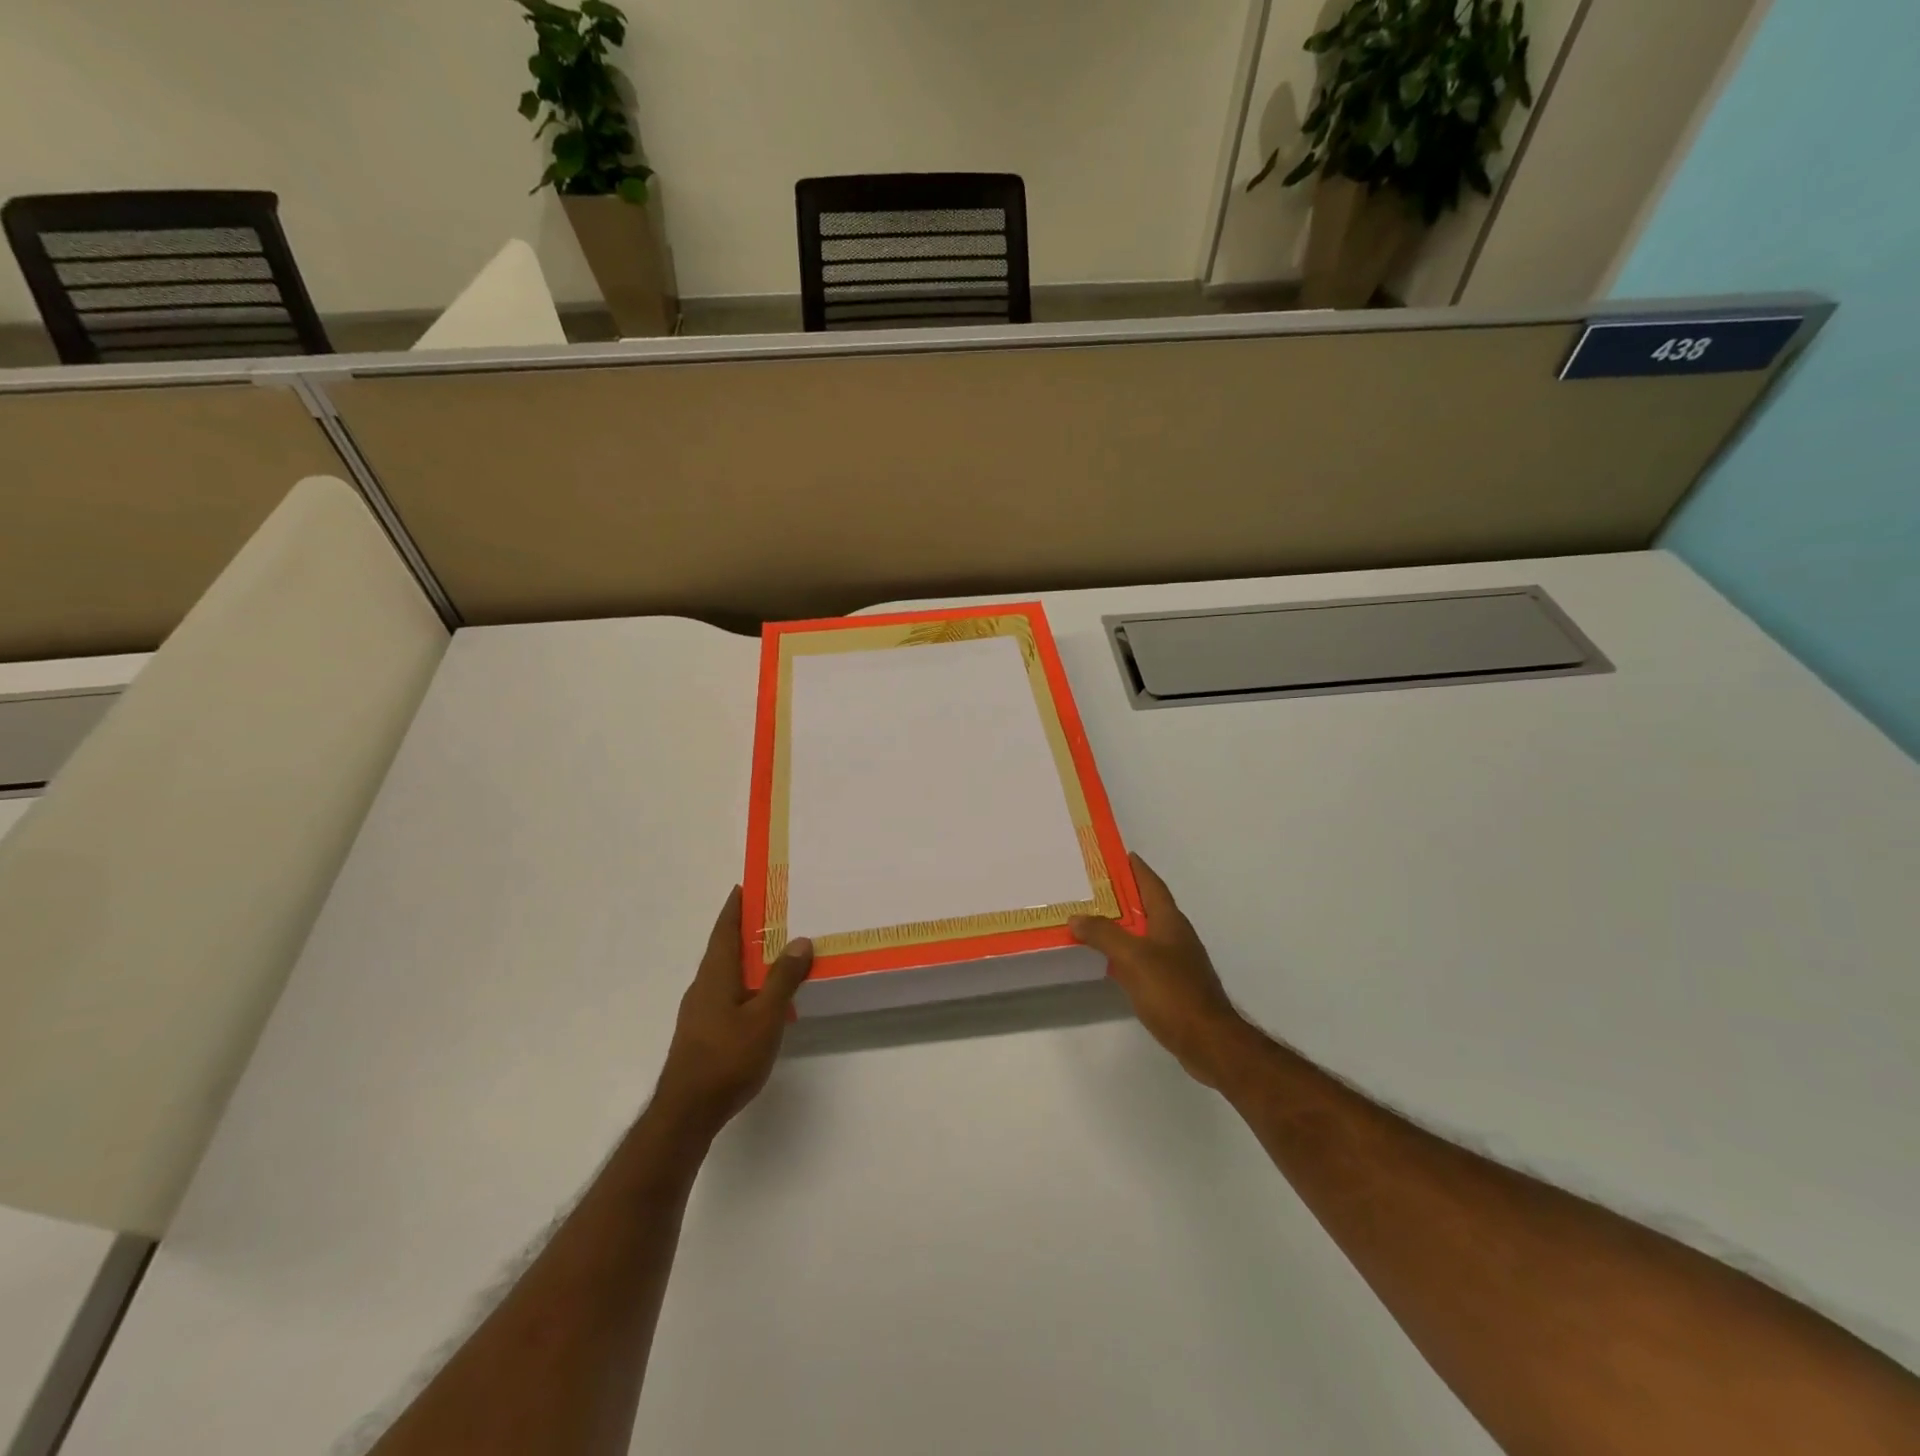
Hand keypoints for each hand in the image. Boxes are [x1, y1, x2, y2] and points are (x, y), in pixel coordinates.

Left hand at [653, 886, 812, 1135]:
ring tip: (776, 951)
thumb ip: (782, 979)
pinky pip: (727, 993)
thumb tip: (799, 941)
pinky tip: (763, 997)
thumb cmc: (727, 1058)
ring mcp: (700, 1010)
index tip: (746, 885)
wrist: (687, 1112)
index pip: (725, 929)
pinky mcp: (702, 1031)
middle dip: (745, 929)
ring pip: (726, 973)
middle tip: (774, 914)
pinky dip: (745, 982)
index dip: (735, 907)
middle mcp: (703, 986)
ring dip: (747, 958)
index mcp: (715, 975)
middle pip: (724, 948)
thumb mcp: (765, 1017)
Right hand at [1071, 855, 1256, 1089]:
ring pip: (1147, 934)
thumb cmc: (1172, 992)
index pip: (1152, 885)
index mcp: (1171, 922)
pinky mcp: (1175, 987)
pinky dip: (1127, 954)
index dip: (1138, 869)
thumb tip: (1076, 917)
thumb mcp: (1132, 957)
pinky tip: (1111, 962)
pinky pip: (1145, 959)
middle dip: (1126, 896)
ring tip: (1095, 921)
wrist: (1209, 1041)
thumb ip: (1104, 934)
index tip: (1121, 855)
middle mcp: (1177, 937)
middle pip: (1149, 908)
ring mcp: (1178, 963)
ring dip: (1125, 925)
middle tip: (1095, 888)